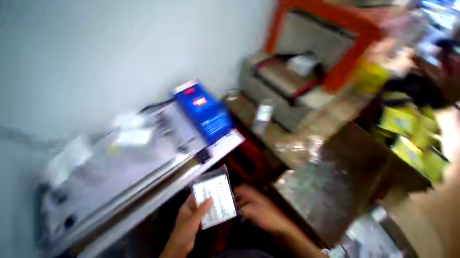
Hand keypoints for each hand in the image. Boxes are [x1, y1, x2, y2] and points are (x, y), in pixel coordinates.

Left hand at [160, 194, 212, 257]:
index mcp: (186, 207)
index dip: (200, 192)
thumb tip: (211, 198)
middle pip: (198, 203)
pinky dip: (207, 216)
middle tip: (215, 194)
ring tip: (216, 202)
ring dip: (207, 208)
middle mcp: (189, 211)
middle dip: (205, 200)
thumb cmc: (185, 229)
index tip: (209, 188)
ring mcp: (192, 218)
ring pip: (201, 210)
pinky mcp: (195, 225)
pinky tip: (214, 214)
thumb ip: (203, 208)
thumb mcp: (195, 217)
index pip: (193, 196)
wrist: (180, 246)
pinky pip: (202, 218)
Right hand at [234, 185, 324, 257]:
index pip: (242, 187)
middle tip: (229, 203)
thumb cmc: (267, 216)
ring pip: (246, 200)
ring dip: (240, 204)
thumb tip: (234, 207)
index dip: (235, 190)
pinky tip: (242, 216)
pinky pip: (249, 206)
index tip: (228, 195)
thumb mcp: (253, 212)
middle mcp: (256, 195)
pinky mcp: (260, 208)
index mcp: (254, 193)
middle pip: (243, 193)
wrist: (281, 225)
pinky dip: (244, 209)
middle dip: (236, 197)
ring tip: (234, 210)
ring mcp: (258, 202)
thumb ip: (242, 208)